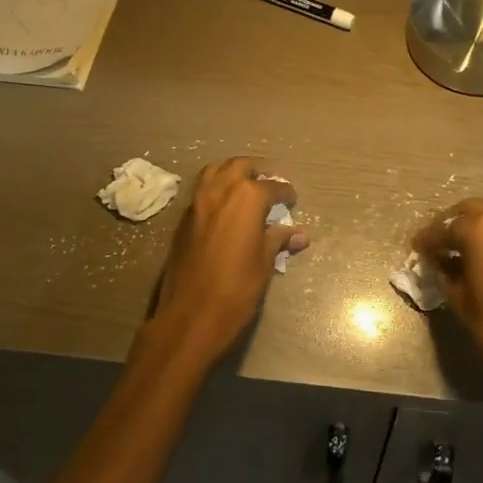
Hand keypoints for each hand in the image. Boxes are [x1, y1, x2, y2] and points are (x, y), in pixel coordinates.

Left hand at [144, 157, 305, 367]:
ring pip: (215, 172)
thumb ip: (278, 240)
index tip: (292, 199)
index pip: (272, 186)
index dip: (285, 192)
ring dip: (232, 173)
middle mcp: (220, 190)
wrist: (190, 315)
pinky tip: (226, 208)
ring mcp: (197, 202)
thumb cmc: (236, 289)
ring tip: (246, 188)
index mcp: (246, 198)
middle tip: (270, 183)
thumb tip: (299, 234)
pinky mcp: (183, 218)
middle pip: (240, 166)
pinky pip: (202, 190)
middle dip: (258, 170)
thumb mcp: (264, 263)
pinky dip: (216, 189)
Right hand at [413, 199, 482, 419]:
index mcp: (482, 230)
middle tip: (438, 243)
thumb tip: (442, 263)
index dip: (428, 239)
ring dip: (476, 227)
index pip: (446, 227)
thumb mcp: (462, 301)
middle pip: (471, 210)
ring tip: (462, 250)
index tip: (417, 248)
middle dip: (451, 224)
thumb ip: (448, 273)